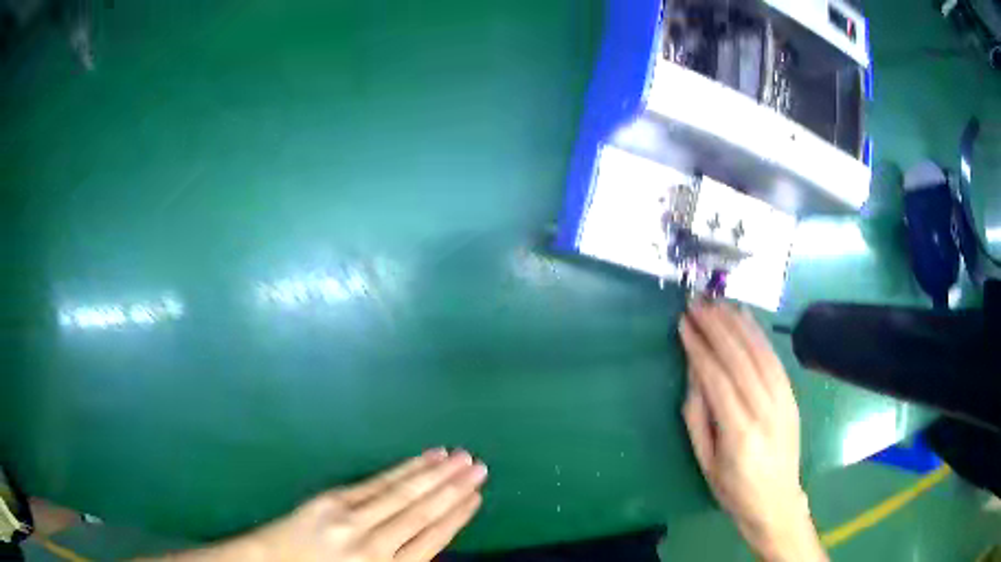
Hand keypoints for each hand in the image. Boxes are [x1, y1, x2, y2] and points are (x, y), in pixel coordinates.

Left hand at [156, 449, 486, 561]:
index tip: (476, 496)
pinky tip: (418, 461)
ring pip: (402, 492)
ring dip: (433, 474)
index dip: (457, 515)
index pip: (433, 538)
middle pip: (422, 511)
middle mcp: (375, 544)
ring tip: (458, 458)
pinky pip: (375, 484)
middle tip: (479, 466)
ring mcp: (351, 519)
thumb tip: (429, 541)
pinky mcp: (330, 501)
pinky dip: (401, 471)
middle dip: (453, 488)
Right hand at [679, 302, 825, 561]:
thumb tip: (693, 372)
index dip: (699, 348)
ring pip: (760, 352)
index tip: (684, 324)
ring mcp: (783, 400)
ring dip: (737, 323)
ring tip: (717, 303)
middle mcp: (765, 410)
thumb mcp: (705, 462)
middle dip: (716, 327)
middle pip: (740, 359)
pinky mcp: (791, 396)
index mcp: (739, 433)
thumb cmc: (734, 489)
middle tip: (696, 304)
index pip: (717, 378)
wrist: (776, 500)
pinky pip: (775, 358)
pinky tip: (746, 318)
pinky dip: (759, 335)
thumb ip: (696, 416)